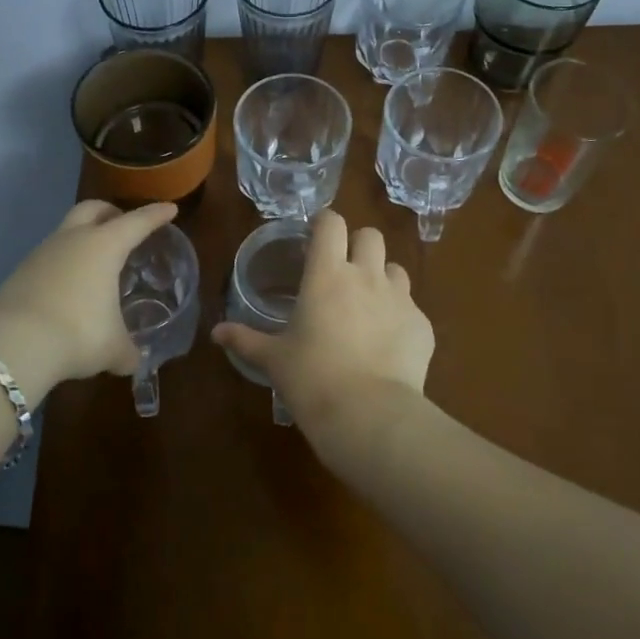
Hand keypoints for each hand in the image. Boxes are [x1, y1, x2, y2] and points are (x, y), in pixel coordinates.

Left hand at [0, 200, 177, 405]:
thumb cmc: (77, 334)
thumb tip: (133, 361)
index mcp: (104, 246)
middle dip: (111, 212)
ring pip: (67, 231)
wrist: (12, 345)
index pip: (137, 222)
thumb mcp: (112, 348)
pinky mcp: (20, 271)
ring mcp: (42, 252)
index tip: (169, 209)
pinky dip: (64, 262)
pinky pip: (50, 256)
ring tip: (96, 262)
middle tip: (123, 226)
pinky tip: (70, 286)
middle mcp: (73, 239)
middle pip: (93, 209)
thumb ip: (128, 351)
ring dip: (83, 238)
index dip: (155, 215)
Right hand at [212, 210, 432, 461]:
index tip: (315, 236)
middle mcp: (367, 276)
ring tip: (368, 306)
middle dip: (358, 245)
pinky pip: (412, 308)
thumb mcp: (274, 360)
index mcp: (327, 274)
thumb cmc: (312, 379)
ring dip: (382, 278)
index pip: (332, 223)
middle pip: (371, 236)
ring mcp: (400, 299)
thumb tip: (216, 333)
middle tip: (343, 270)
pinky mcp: (422, 325)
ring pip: (396, 269)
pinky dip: (400, 317)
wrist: (369, 415)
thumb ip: (245, 340)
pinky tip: (388, 344)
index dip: (325, 223)